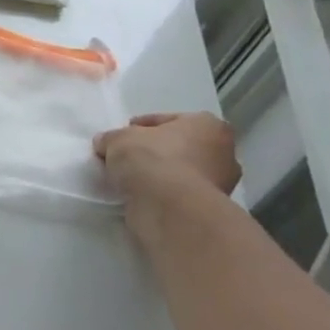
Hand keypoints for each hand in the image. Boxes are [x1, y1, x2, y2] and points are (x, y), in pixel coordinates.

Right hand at [94, 112, 240, 200]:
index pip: (168, 120)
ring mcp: (220, 184)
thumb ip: (112, 138)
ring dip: (158, 174)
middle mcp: (223, 153)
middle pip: (179, 147)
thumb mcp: (118, 138)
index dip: (140, 127)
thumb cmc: (151, 158)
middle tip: (127, 158)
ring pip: (180, 172)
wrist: (169, 207)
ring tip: (129, 180)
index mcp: (208, 126)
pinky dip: (162, 194)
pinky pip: (179, 194)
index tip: (120, 137)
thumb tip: (106, 144)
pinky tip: (140, 195)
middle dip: (155, 151)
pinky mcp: (210, 209)